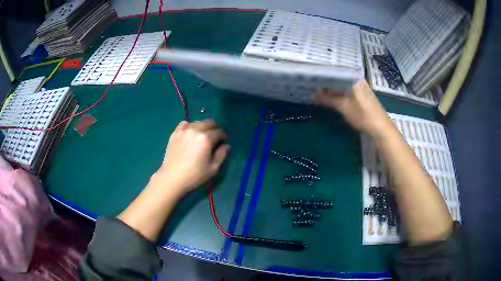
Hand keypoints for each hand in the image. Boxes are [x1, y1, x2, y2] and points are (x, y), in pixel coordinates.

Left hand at [155, 119, 229, 194]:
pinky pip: (185, 123)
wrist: (172, 177)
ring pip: (198, 122)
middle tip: (216, 137)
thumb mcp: (213, 168)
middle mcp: (195, 130)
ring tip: (203, 136)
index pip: (219, 132)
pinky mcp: (175, 133)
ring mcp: (184, 130)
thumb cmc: (194, 175)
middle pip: (209, 122)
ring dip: (203, 127)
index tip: (224, 142)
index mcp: (206, 138)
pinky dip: (190, 126)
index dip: (224, 136)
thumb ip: (222, 154)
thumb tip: (226, 145)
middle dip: (215, 128)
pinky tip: (190, 133)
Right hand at [315, 79, 391, 136]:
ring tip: (318, 90)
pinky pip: (347, 90)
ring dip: (332, 89)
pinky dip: (339, 93)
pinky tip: (331, 96)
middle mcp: (357, 79)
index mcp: (354, 78)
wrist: (381, 128)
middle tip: (312, 85)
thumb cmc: (363, 115)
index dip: (323, 76)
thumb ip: (328, 98)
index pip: (335, 72)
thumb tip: (313, 94)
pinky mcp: (362, 95)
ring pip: (343, 85)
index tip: (311, 79)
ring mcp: (360, 87)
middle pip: (338, 78)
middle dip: (326, 83)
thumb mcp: (344, 107)